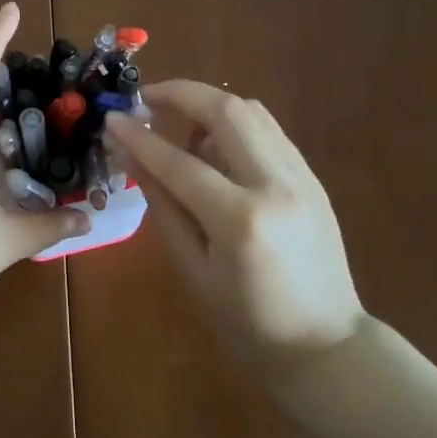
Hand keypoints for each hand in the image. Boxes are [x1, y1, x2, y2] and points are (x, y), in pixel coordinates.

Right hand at [105, 80, 365, 376]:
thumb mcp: (192, 269)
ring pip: (252, 111)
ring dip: (209, 105)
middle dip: (180, 93)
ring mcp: (301, 176)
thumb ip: (162, 204)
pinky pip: (268, 131)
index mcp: (241, 220)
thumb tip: (129, 155)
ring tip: (178, 122)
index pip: (179, 161)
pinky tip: (213, 143)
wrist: (325, 344)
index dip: (139, 137)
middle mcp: (276, 185)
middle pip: (226, 111)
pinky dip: (234, 123)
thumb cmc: (247, 322)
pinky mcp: (312, 177)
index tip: (112, 118)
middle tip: (146, 97)